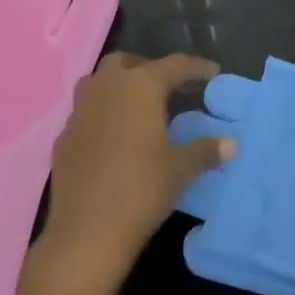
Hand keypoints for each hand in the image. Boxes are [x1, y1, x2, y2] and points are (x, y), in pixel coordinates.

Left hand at [35, 52, 234, 293]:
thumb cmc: (142, 189)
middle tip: (168, 88)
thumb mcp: (181, 169)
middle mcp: (106, 88)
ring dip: (118, 87)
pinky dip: (101, 116)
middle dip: (147, 69)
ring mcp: (79, 112)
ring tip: (138, 108)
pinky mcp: (63, 138)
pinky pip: (85, 114)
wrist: (87, 231)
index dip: (195, 67)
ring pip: (98, 83)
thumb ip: (205, 150)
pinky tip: (113, 138)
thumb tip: (231, 144)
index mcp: (140, 87)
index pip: (173, 65)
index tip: (211, 72)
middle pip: (126, 63)